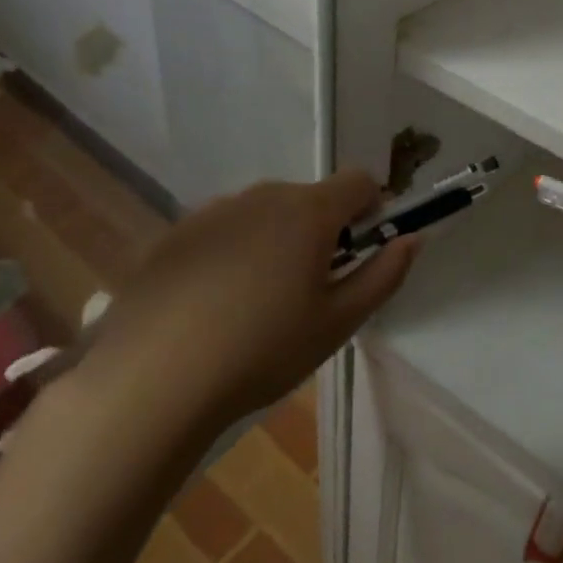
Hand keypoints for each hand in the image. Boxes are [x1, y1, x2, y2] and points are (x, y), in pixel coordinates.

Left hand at [78, 170, 416, 442]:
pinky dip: (234, 252)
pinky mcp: (175, 235)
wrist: (151, 382)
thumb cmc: (262, 350)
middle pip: (311, 197)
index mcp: (309, 211)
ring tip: (257, 302)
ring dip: (277, 240)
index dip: (372, 208)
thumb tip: (412, 239)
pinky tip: (213, 305)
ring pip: (265, 213)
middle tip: (310, 289)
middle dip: (322, 230)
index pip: (360, 181)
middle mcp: (262, 196)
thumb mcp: (338, 322)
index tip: (361, 250)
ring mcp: (214, 211)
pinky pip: (224, 230)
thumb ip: (384, 274)